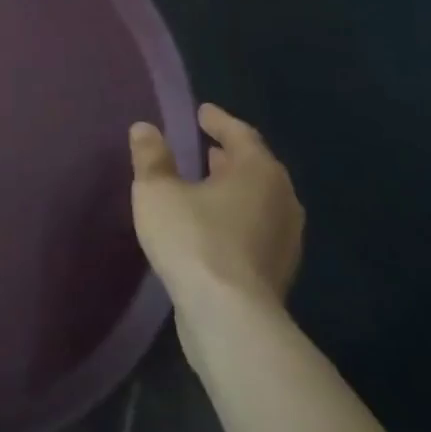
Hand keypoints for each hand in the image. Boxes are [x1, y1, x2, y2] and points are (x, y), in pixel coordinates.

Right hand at [129, 104, 303, 324]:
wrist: (229, 318)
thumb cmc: (193, 239)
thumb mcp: (157, 190)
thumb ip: (151, 157)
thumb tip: (145, 128)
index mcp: (258, 172)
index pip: (240, 134)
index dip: (218, 121)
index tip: (202, 112)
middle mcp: (282, 200)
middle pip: (255, 167)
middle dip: (230, 155)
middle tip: (205, 146)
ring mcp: (285, 239)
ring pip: (258, 200)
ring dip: (233, 188)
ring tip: (206, 183)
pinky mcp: (277, 271)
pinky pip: (256, 228)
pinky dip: (236, 216)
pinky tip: (212, 224)